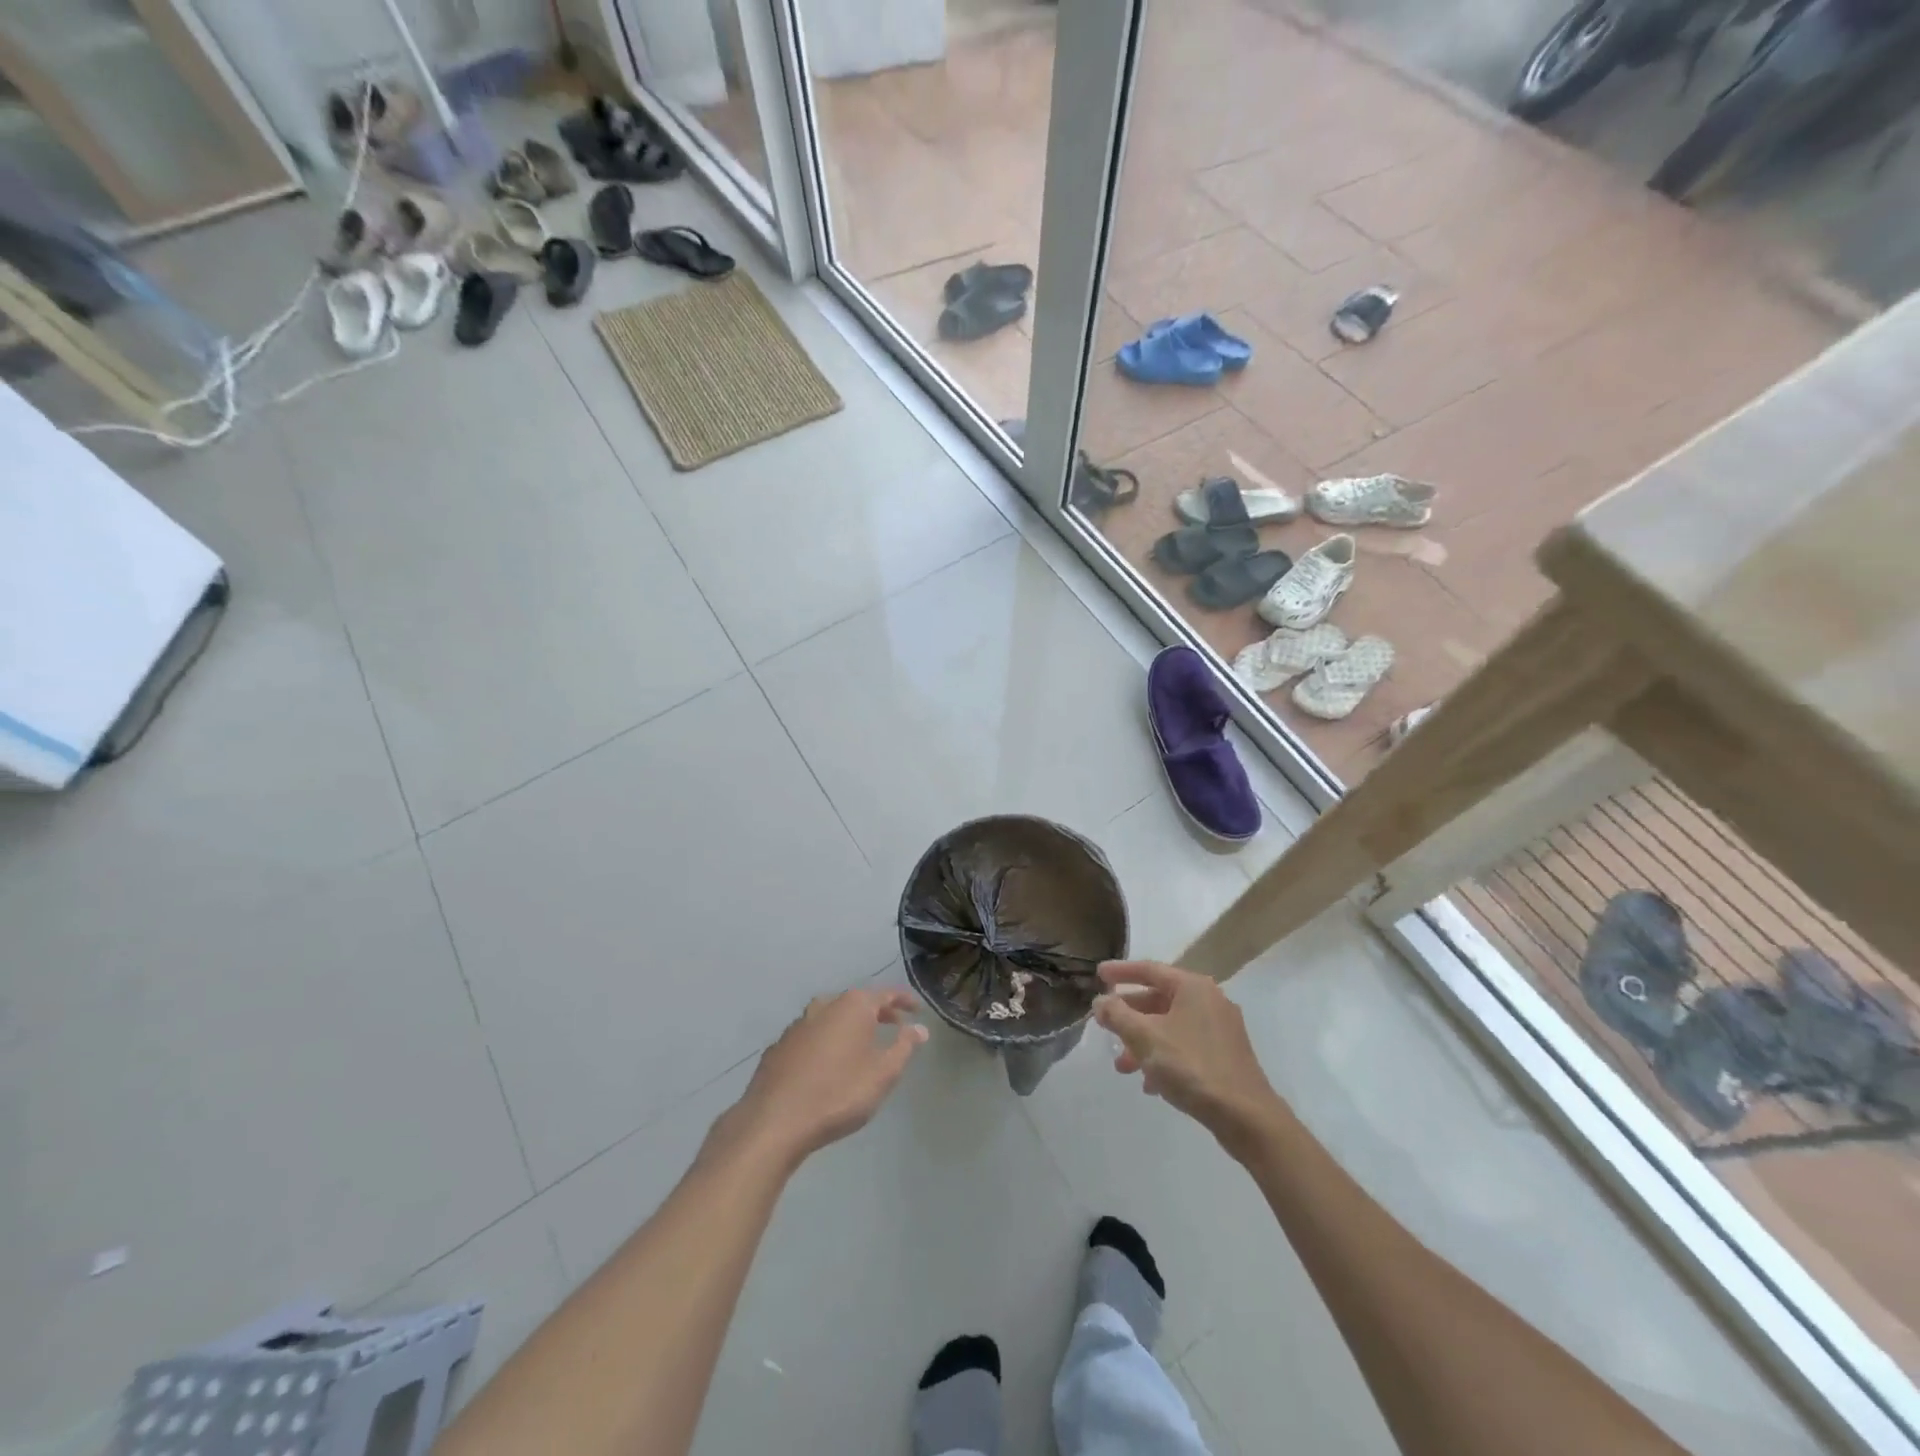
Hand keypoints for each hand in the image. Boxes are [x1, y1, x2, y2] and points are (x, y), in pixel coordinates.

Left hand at [715, 987, 928, 1168]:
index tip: (917, 1010)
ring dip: (849, 1027)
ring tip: (862, 1045)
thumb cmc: (839, 1094)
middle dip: (877, 1012)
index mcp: (853, 1006)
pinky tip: (828, 1063)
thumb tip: (919, 1028)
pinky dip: (826, 1042)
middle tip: (895, 1025)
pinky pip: (811, 1036)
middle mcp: (825, 1006)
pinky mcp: (779, 1046)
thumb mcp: (883, 1073)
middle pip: (857, 1002)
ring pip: (832, 1017)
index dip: (904, 1000)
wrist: (774, 1121)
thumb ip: (904, 1046)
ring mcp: (798, 1025)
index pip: (886, 994)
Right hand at [1094, 961, 1281, 1154]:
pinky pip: (1185, 1046)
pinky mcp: (1225, 1055)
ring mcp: (1220, 1029)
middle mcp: (1209, 1000)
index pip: (1149, 969)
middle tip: (1105, 1025)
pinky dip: (1164, 1056)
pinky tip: (1150, 1084)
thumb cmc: (1192, 1067)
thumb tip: (1101, 1001)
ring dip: (1143, 1042)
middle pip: (1159, 999)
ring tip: (1122, 1066)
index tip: (1098, 974)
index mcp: (1193, 987)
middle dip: (1129, 1016)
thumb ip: (1118, 1015)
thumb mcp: (1146, 1038)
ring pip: (1170, 1026)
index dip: (1121, 971)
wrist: (1246, 1117)